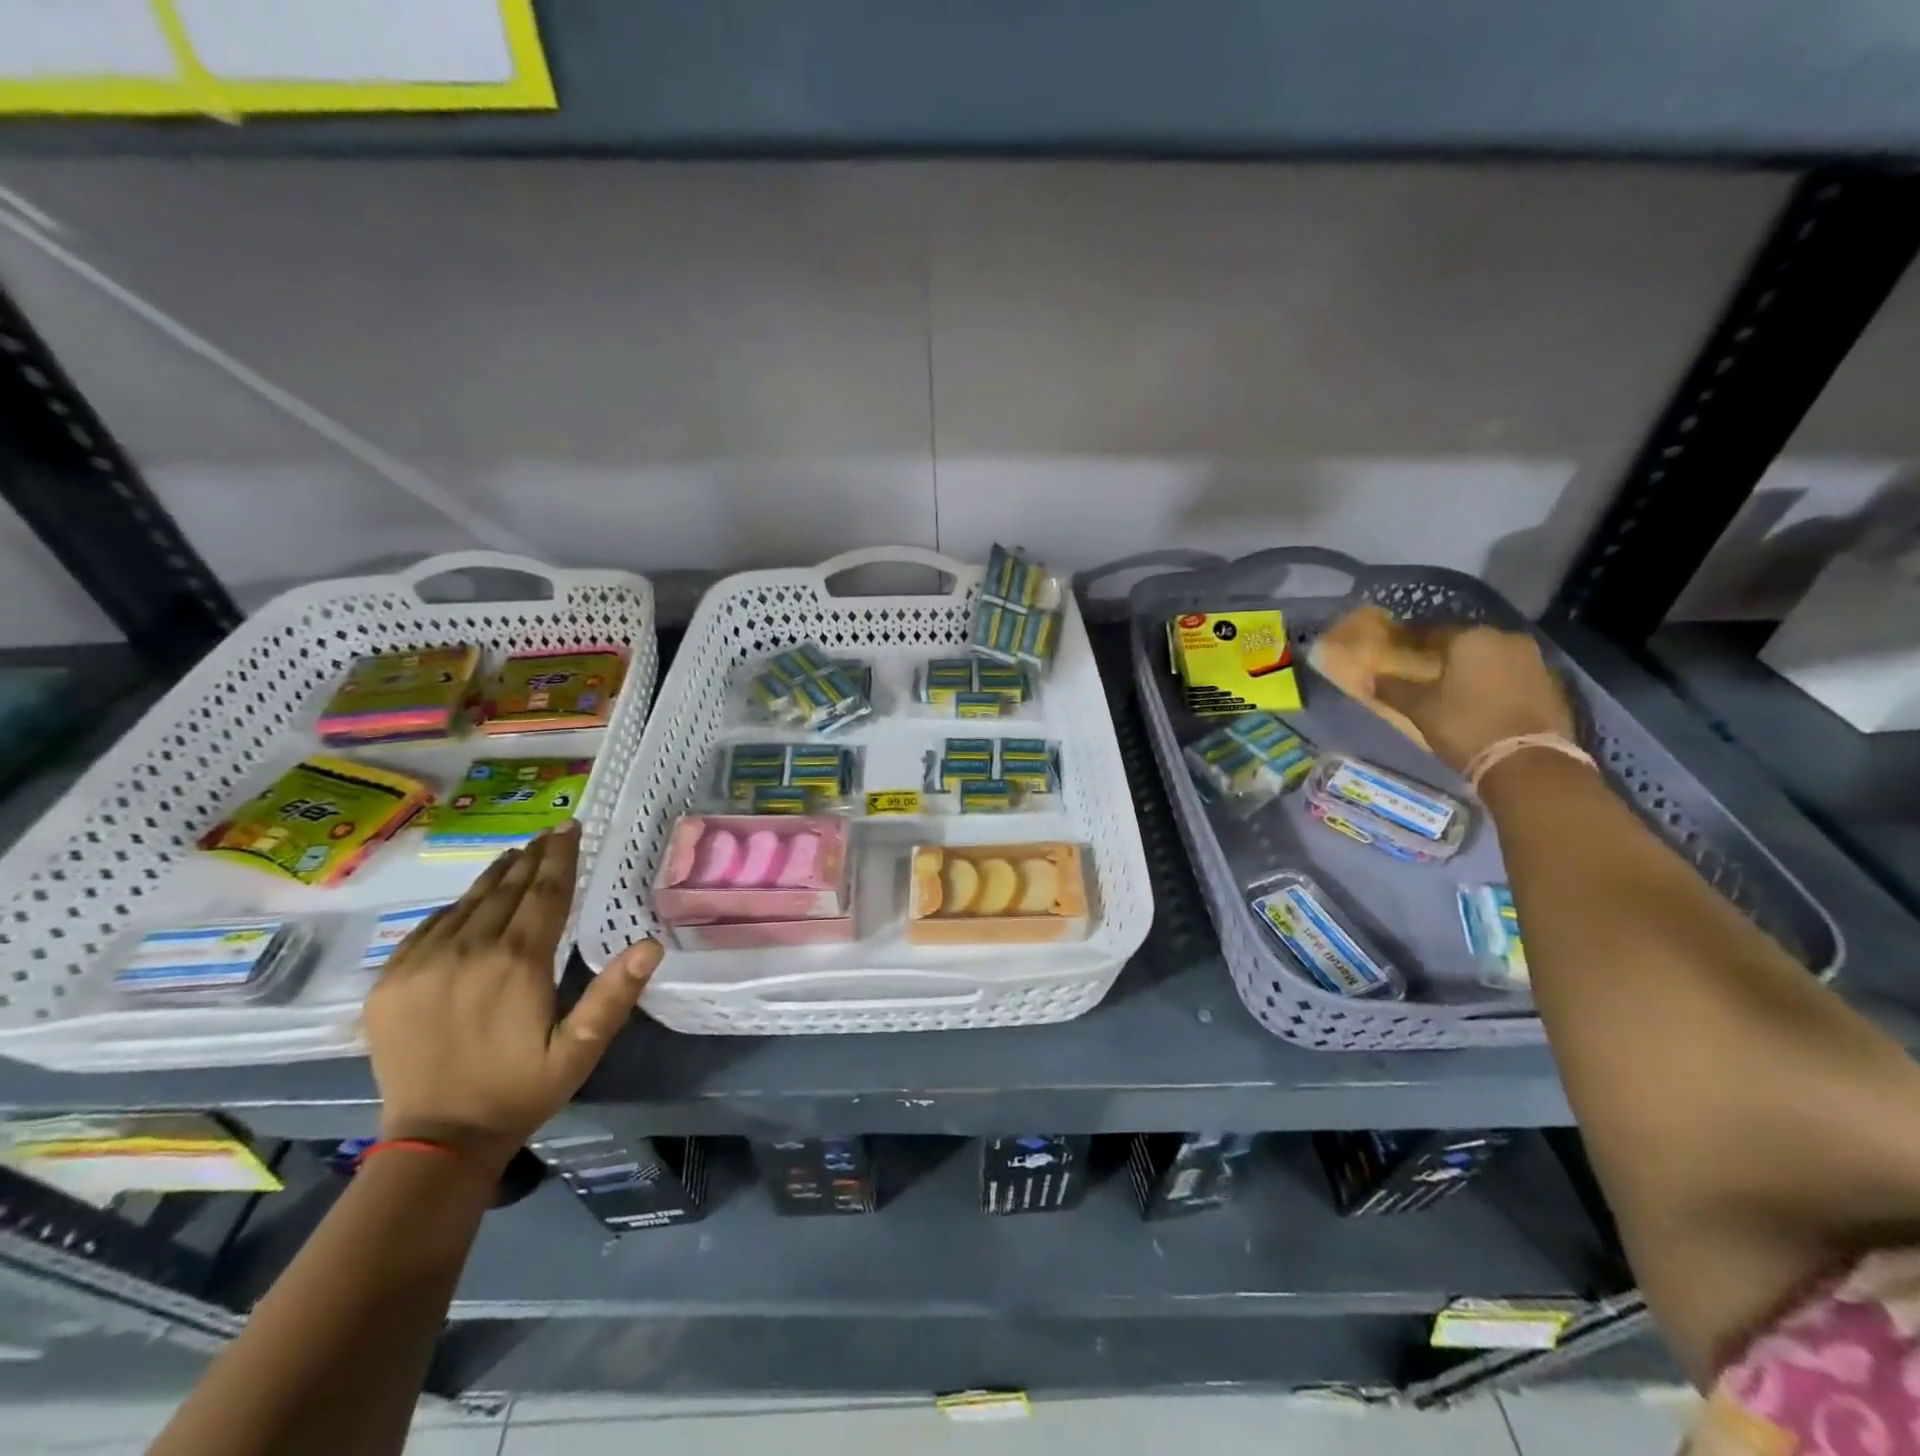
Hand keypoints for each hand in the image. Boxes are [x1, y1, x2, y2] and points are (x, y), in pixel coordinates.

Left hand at [362, 823, 661, 1174]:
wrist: (436, 1139)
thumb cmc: (521, 1090)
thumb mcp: (580, 1049)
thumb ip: (614, 995)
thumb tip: (651, 945)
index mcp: (517, 962)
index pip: (545, 893)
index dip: (561, 857)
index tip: (570, 828)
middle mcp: (468, 950)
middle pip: (507, 889)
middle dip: (533, 858)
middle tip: (550, 833)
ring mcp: (422, 963)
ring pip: (467, 902)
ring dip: (496, 876)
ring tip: (517, 854)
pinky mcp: (390, 981)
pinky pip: (429, 927)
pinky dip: (456, 907)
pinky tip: (469, 902)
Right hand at [1371, 624, 1574, 773]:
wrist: (1528, 760)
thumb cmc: (1466, 725)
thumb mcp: (1421, 709)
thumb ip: (1394, 689)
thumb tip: (1370, 679)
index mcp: (1471, 638)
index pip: (1431, 629)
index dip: (1409, 639)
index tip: (1394, 647)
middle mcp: (1505, 638)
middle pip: (1464, 640)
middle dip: (1442, 651)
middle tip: (1421, 664)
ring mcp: (1532, 659)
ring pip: (1489, 655)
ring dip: (1469, 664)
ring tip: (1448, 681)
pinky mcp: (1548, 681)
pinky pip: (1508, 671)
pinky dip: (1490, 678)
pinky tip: (1477, 694)